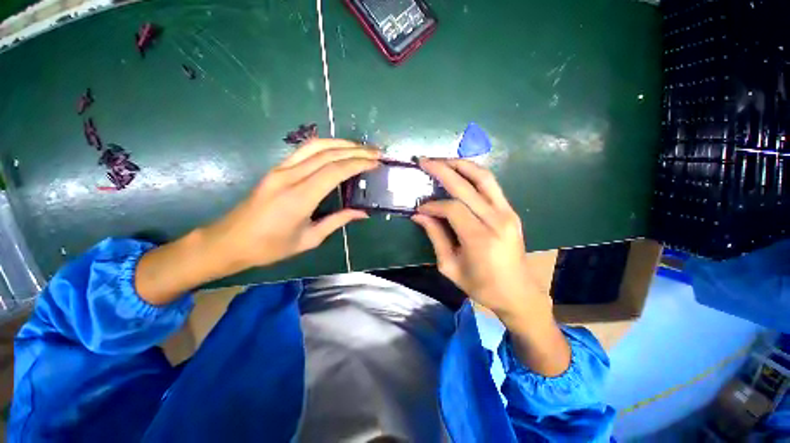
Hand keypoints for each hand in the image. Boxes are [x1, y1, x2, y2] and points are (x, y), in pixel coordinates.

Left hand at [201, 139, 380, 271]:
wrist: (229, 241)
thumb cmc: (270, 247)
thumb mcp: (309, 239)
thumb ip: (338, 221)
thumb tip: (362, 213)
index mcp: (299, 198)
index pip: (335, 171)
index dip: (358, 164)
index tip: (376, 163)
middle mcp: (289, 177)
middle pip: (328, 154)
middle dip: (355, 150)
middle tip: (375, 152)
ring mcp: (280, 170)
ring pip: (315, 146)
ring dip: (341, 143)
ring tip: (361, 147)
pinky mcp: (276, 169)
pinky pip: (304, 151)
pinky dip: (326, 146)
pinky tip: (338, 150)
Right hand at [412, 158, 545, 321]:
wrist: (517, 293)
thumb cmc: (481, 286)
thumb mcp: (450, 266)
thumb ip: (435, 237)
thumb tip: (419, 216)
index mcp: (479, 238)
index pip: (452, 208)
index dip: (433, 205)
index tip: (420, 209)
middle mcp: (496, 220)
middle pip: (467, 185)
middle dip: (443, 170)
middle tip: (424, 161)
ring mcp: (508, 213)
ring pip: (483, 177)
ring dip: (462, 165)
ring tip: (443, 160)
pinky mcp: (511, 211)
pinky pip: (491, 185)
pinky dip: (474, 174)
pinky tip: (460, 171)